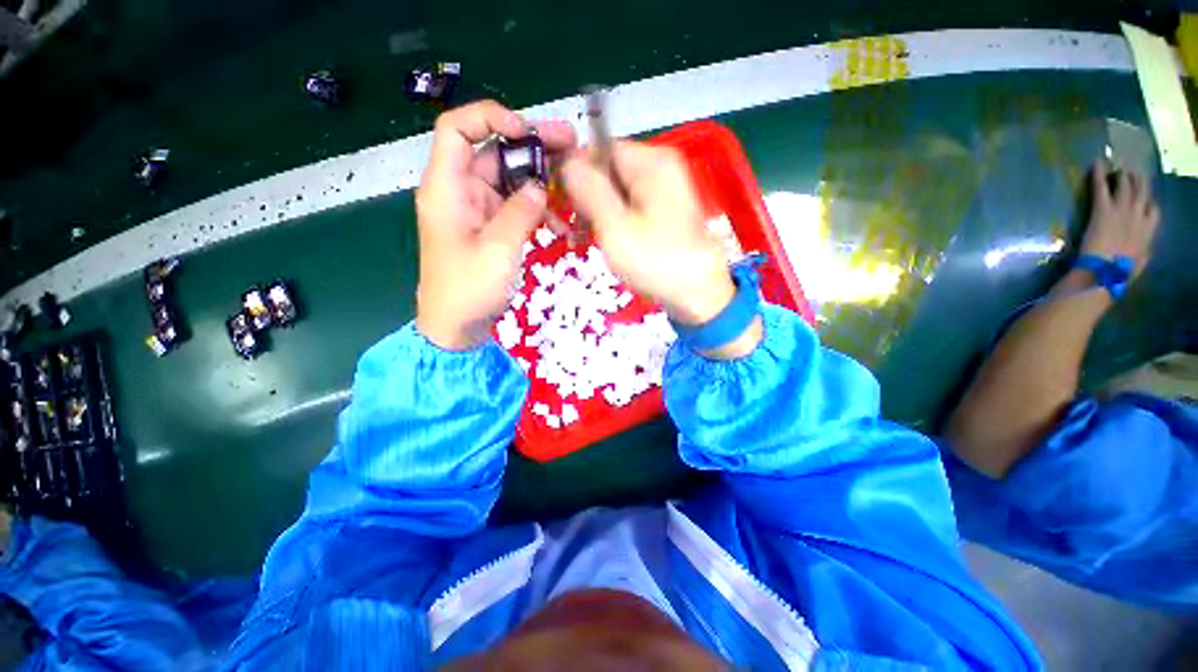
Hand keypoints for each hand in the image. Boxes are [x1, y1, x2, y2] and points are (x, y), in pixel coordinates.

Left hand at [415, 101, 575, 349]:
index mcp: (447, 188)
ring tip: (574, 182)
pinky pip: (516, 206)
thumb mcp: (498, 249)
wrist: (458, 327)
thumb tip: (540, 187)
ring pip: (510, 179)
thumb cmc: (469, 290)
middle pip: (494, 152)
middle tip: (570, 143)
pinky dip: (537, 209)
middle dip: (532, 146)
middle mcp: (461, 192)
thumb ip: (520, 212)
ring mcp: (478, 210)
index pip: (457, 129)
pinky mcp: (492, 228)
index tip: (526, 131)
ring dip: (541, 180)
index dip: (489, 118)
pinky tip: (561, 222)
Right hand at [562, 141, 759, 358]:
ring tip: (581, 242)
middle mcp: (659, 168)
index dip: (575, 173)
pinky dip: (611, 224)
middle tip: (568, 231)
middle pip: (607, 171)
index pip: (599, 148)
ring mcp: (663, 192)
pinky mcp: (662, 214)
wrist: (698, 296)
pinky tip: (600, 243)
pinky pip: (628, 209)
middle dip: (584, 198)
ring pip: (615, 193)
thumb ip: (588, 189)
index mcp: (651, 161)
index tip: (560, 204)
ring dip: (594, 215)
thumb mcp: (615, 225)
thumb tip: (567, 162)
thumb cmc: (656, 261)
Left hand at [1080, 160, 1159, 278]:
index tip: (1145, 197)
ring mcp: (1122, 210)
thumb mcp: (1139, 264)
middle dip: (1139, 179)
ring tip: (1119, 164)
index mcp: (1148, 232)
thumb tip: (1146, 251)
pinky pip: (1101, 186)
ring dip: (1122, 173)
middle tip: (1133, 169)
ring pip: (1125, 185)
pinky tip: (1097, 163)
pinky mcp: (1103, 209)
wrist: (1104, 273)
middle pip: (1142, 192)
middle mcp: (1139, 216)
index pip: (1153, 211)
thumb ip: (1144, 253)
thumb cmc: (1120, 273)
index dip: (1148, 202)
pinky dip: (1099, 173)